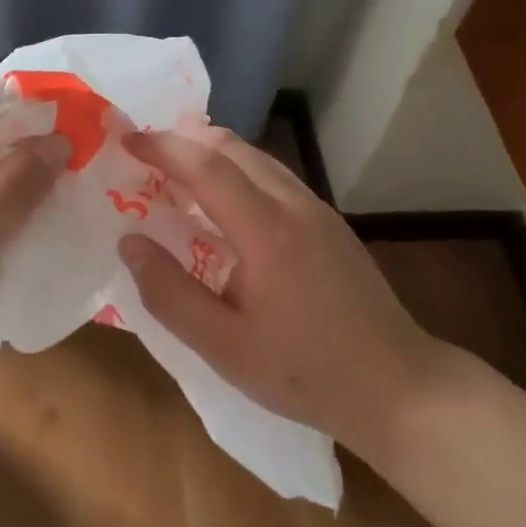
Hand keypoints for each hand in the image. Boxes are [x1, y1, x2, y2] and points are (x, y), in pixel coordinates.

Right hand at [117, 129, 442, 451]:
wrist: (399, 387)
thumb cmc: (305, 372)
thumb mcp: (224, 348)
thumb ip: (170, 294)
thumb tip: (130, 243)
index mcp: (266, 230)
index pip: (206, 166)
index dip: (162, 147)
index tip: (126, 138)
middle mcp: (293, 204)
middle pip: (232, 147)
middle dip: (185, 139)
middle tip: (146, 150)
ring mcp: (317, 210)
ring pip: (256, 158)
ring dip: (212, 152)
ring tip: (177, 170)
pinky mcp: (329, 222)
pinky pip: (273, 176)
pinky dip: (237, 170)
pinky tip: (225, 202)